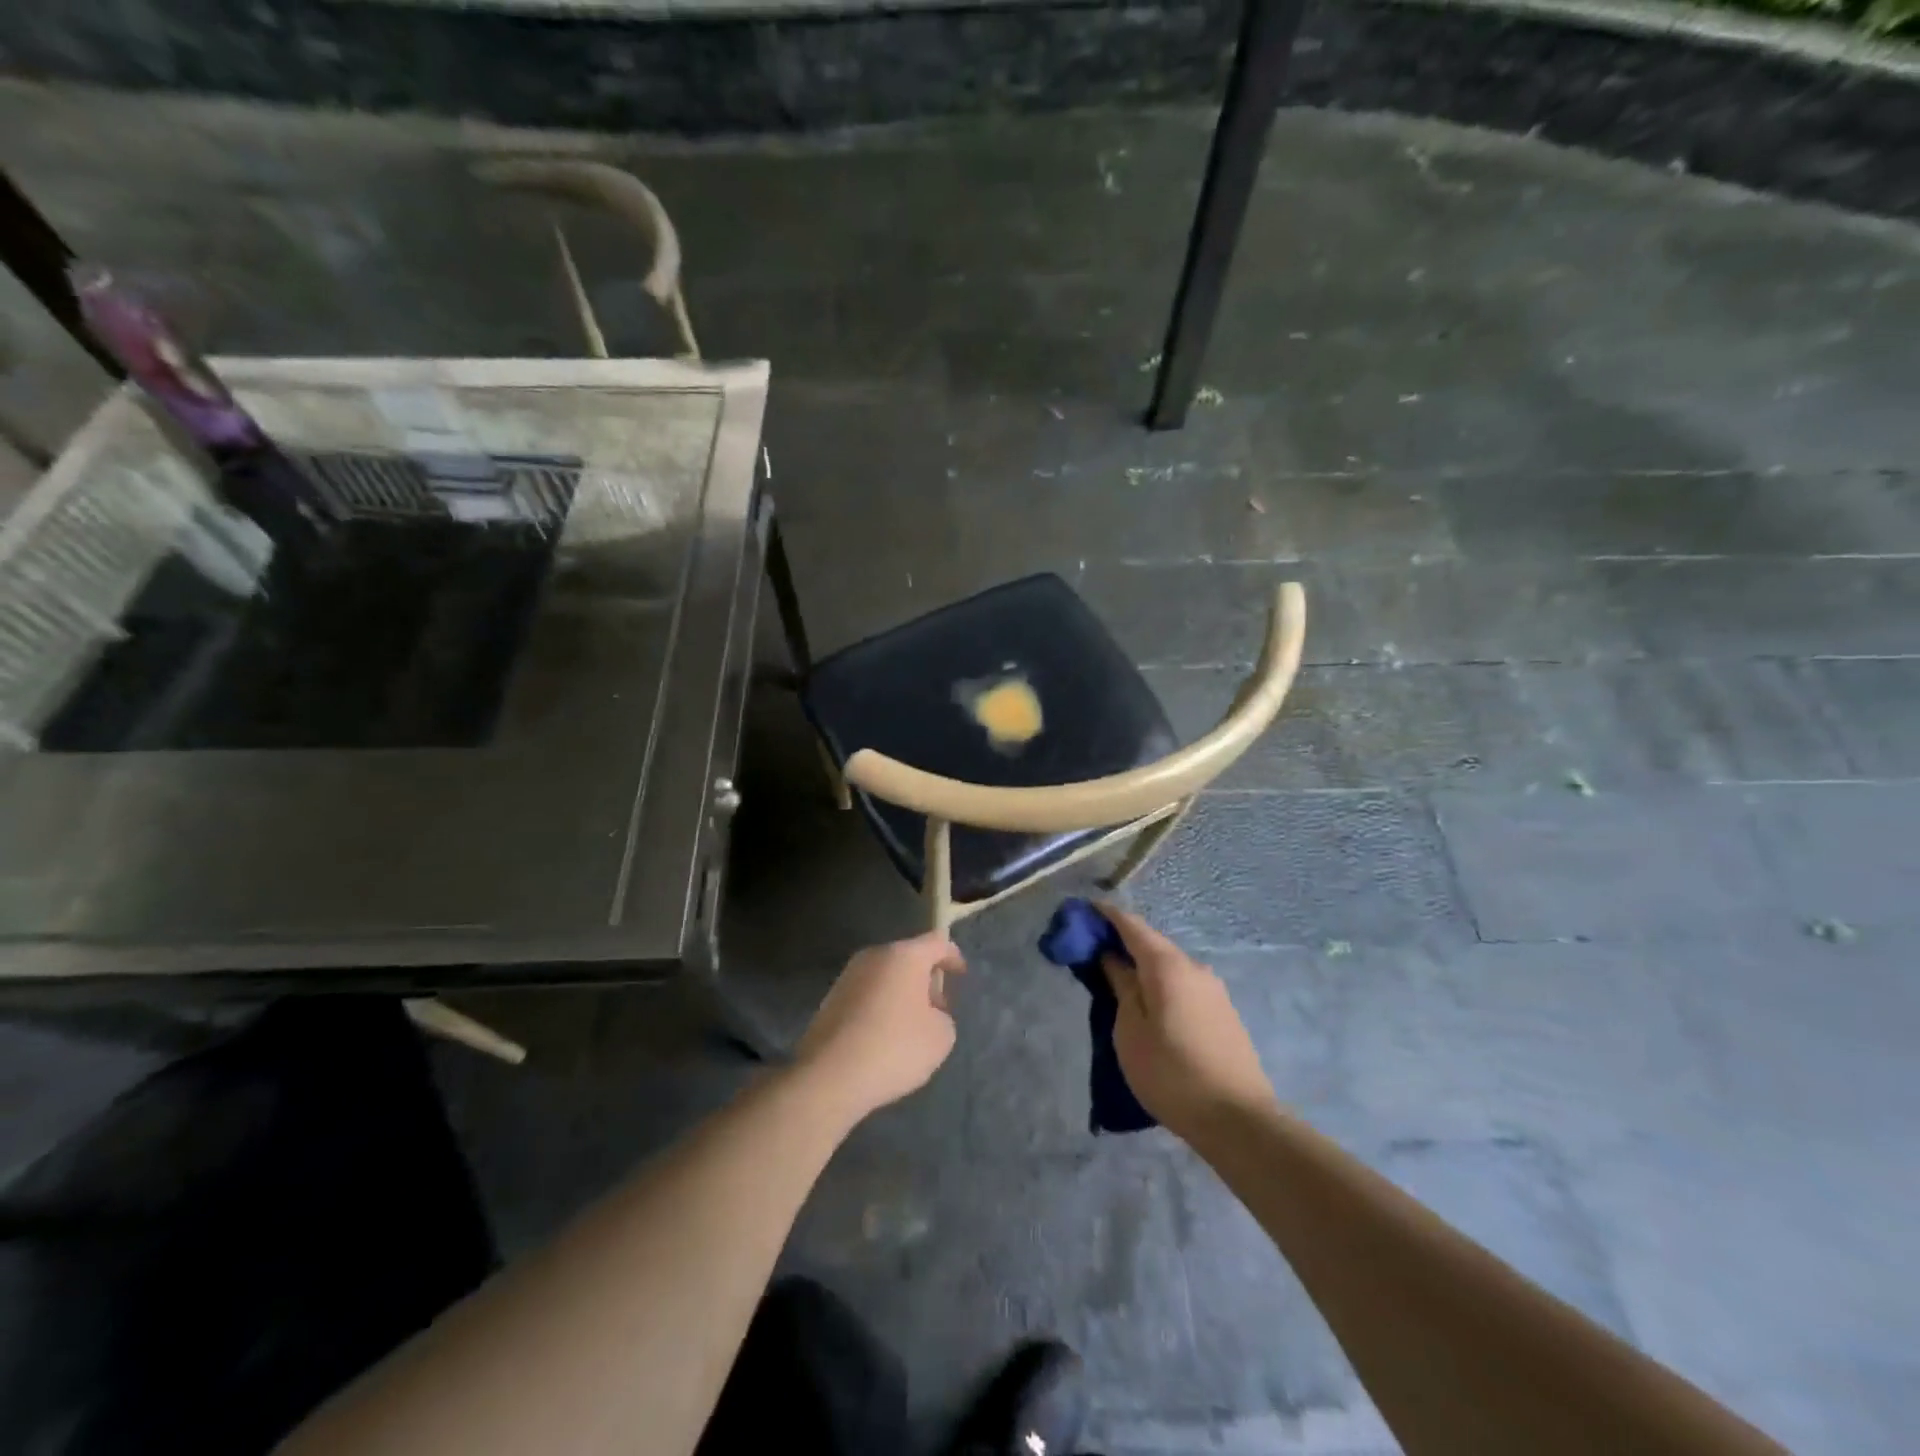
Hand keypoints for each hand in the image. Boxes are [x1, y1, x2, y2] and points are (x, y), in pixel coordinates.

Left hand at [793, 932, 965, 1123]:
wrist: (830, 1075)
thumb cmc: (894, 1048)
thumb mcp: (941, 1036)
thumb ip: (942, 1015)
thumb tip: (927, 1012)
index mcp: (904, 955)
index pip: (937, 942)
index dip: (953, 956)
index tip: (961, 975)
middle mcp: (874, 956)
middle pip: (909, 957)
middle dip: (925, 978)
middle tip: (937, 1008)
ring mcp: (848, 975)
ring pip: (885, 975)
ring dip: (901, 992)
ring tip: (911, 1027)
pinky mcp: (831, 998)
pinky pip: (867, 993)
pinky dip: (880, 1006)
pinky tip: (884, 1037)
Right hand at [1099, 905, 1275, 1139]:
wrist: (1238, 1119)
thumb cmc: (1171, 1073)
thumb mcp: (1130, 1031)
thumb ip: (1121, 986)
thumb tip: (1113, 958)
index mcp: (1168, 965)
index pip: (1132, 925)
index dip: (1106, 915)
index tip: (1082, 911)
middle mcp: (1194, 967)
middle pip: (1152, 943)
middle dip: (1122, 941)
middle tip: (1093, 951)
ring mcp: (1213, 990)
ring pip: (1169, 965)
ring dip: (1142, 965)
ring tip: (1118, 981)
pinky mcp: (1223, 1012)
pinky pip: (1183, 985)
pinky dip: (1160, 983)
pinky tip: (1150, 1003)